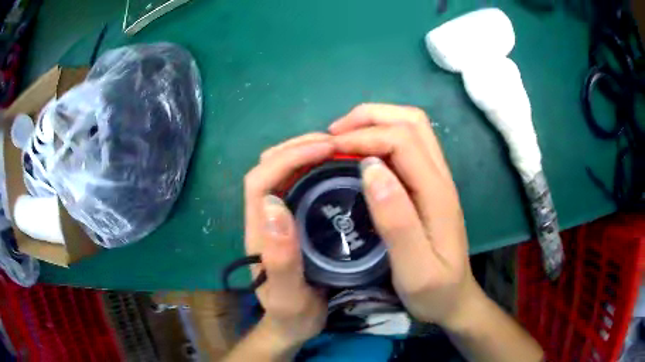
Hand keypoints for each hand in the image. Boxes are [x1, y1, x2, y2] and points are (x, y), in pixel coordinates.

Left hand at [243, 134, 330, 347]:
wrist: (292, 325)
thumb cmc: (291, 313)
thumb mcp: (289, 295)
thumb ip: (280, 259)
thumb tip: (274, 204)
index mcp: (258, 231)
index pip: (261, 180)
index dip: (288, 157)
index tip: (325, 149)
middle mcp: (263, 217)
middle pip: (269, 167)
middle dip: (297, 147)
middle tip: (336, 143)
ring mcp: (277, 217)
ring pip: (282, 171)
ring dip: (305, 152)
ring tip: (337, 149)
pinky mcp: (292, 220)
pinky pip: (298, 183)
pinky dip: (314, 167)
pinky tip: (335, 168)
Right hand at [329, 103, 481, 328]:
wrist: (455, 300)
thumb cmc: (434, 291)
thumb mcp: (414, 268)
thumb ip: (396, 220)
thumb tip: (370, 169)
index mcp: (437, 193)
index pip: (402, 140)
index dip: (364, 136)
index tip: (329, 149)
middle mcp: (441, 177)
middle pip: (411, 121)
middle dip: (370, 117)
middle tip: (334, 135)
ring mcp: (438, 179)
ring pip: (413, 127)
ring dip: (377, 123)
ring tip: (344, 138)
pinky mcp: (430, 186)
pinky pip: (409, 145)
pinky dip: (382, 137)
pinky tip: (362, 155)